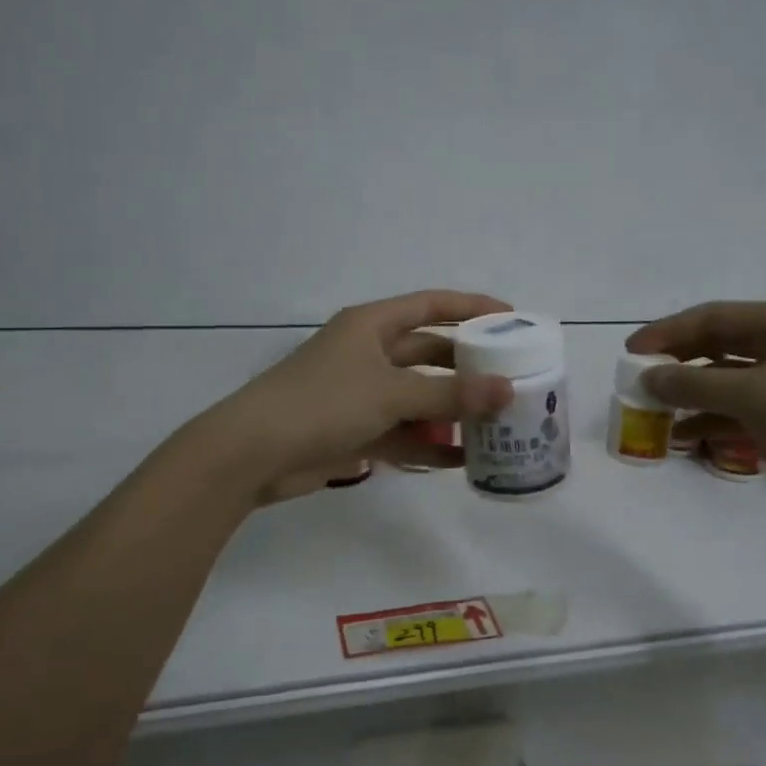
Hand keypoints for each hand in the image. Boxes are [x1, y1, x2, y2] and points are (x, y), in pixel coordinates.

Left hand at [198, 290, 515, 503]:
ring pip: (418, 397)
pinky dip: (428, 444)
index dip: (471, 307)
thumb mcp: (392, 393)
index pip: (431, 305)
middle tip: (511, 379)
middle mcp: (369, 353)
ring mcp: (361, 393)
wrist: (253, 453)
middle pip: (429, 353)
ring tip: (496, 424)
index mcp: (372, 325)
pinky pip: (402, 432)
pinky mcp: (355, 430)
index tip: (511, 319)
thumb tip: (506, 391)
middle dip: (467, 367)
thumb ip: (450, 394)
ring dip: (452, 411)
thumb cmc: (324, 403)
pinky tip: (462, 460)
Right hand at [627, 302, 765, 528]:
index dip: (666, 333)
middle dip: (678, 365)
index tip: (629, 354)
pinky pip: (747, 410)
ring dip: (694, 396)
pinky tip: (687, 439)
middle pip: (718, 347)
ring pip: (730, 381)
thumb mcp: (756, 396)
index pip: (710, 318)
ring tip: (655, 416)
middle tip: (638, 384)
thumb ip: (695, 384)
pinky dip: (717, 421)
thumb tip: (646, 378)